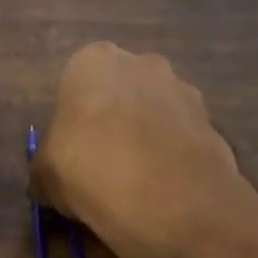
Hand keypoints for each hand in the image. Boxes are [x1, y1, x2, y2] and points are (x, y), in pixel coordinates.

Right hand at [32, 43, 256, 257]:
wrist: (163, 196)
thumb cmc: (87, 169)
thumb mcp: (44, 175)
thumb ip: (47, 166)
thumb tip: (51, 178)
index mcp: (93, 61)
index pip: (77, 82)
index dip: (75, 120)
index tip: (74, 152)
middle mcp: (142, 63)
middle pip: (123, 91)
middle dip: (116, 119)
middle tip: (104, 164)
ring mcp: (183, 90)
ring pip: (157, 113)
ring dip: (148, 137)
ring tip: (138, 182)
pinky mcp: (213, 122)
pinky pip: (183, 138)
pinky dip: (174, 157)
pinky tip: (164, 188)